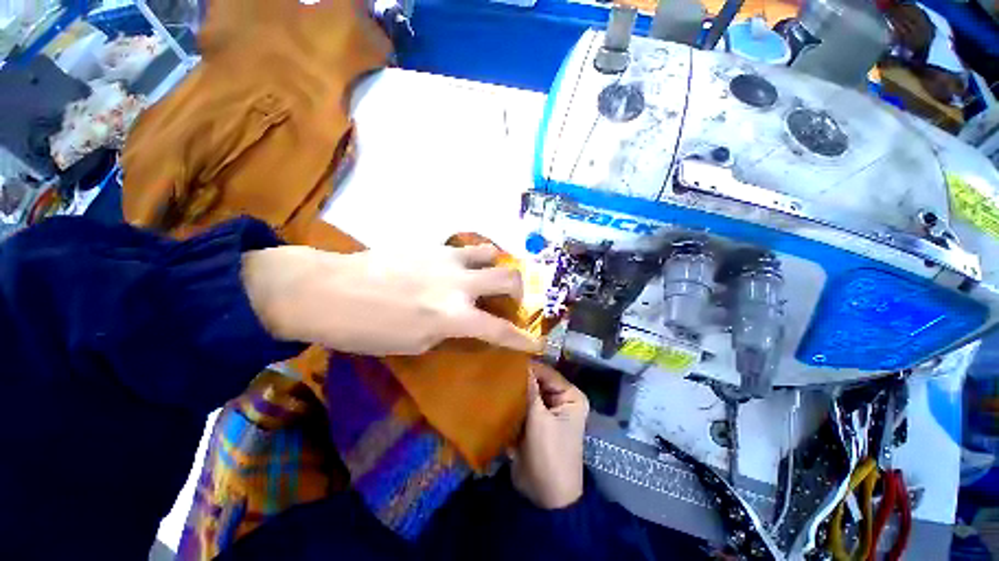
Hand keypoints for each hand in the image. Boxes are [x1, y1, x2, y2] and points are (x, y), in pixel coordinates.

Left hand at [241, 243, 541, 354]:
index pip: (500, 330)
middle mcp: (459, 284)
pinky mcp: (432, 245)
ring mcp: (447, 259)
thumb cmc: (367, 330)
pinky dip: (471, 259)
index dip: (523, 339)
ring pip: (491, 252)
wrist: (329, 290)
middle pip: (509, 278)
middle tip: (512, 299)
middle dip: (519, 291)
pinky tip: (458, 268)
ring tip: (487, 277)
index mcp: (453, 316)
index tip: (537, 343)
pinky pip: (464, 249)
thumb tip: (466, 324)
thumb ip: (449, 331)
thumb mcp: (415, 344)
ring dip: (496, 266)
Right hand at [511, 363, 589, 508]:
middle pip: (537, 382)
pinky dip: (513, 402)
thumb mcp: (539, 418)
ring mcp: (548, 412)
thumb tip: (520, 364)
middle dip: (520, 378)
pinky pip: (523, 406)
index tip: (506, 359)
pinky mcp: (535, 423)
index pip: (547, 373)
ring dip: (515, 390)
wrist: (545, 496)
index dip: (528, 366)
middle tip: (497, 368)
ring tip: (494, 378)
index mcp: (570, 396)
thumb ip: (529, 389)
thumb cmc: (549, 453)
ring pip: (528, 393)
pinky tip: (497, 395)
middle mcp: (561, 400)